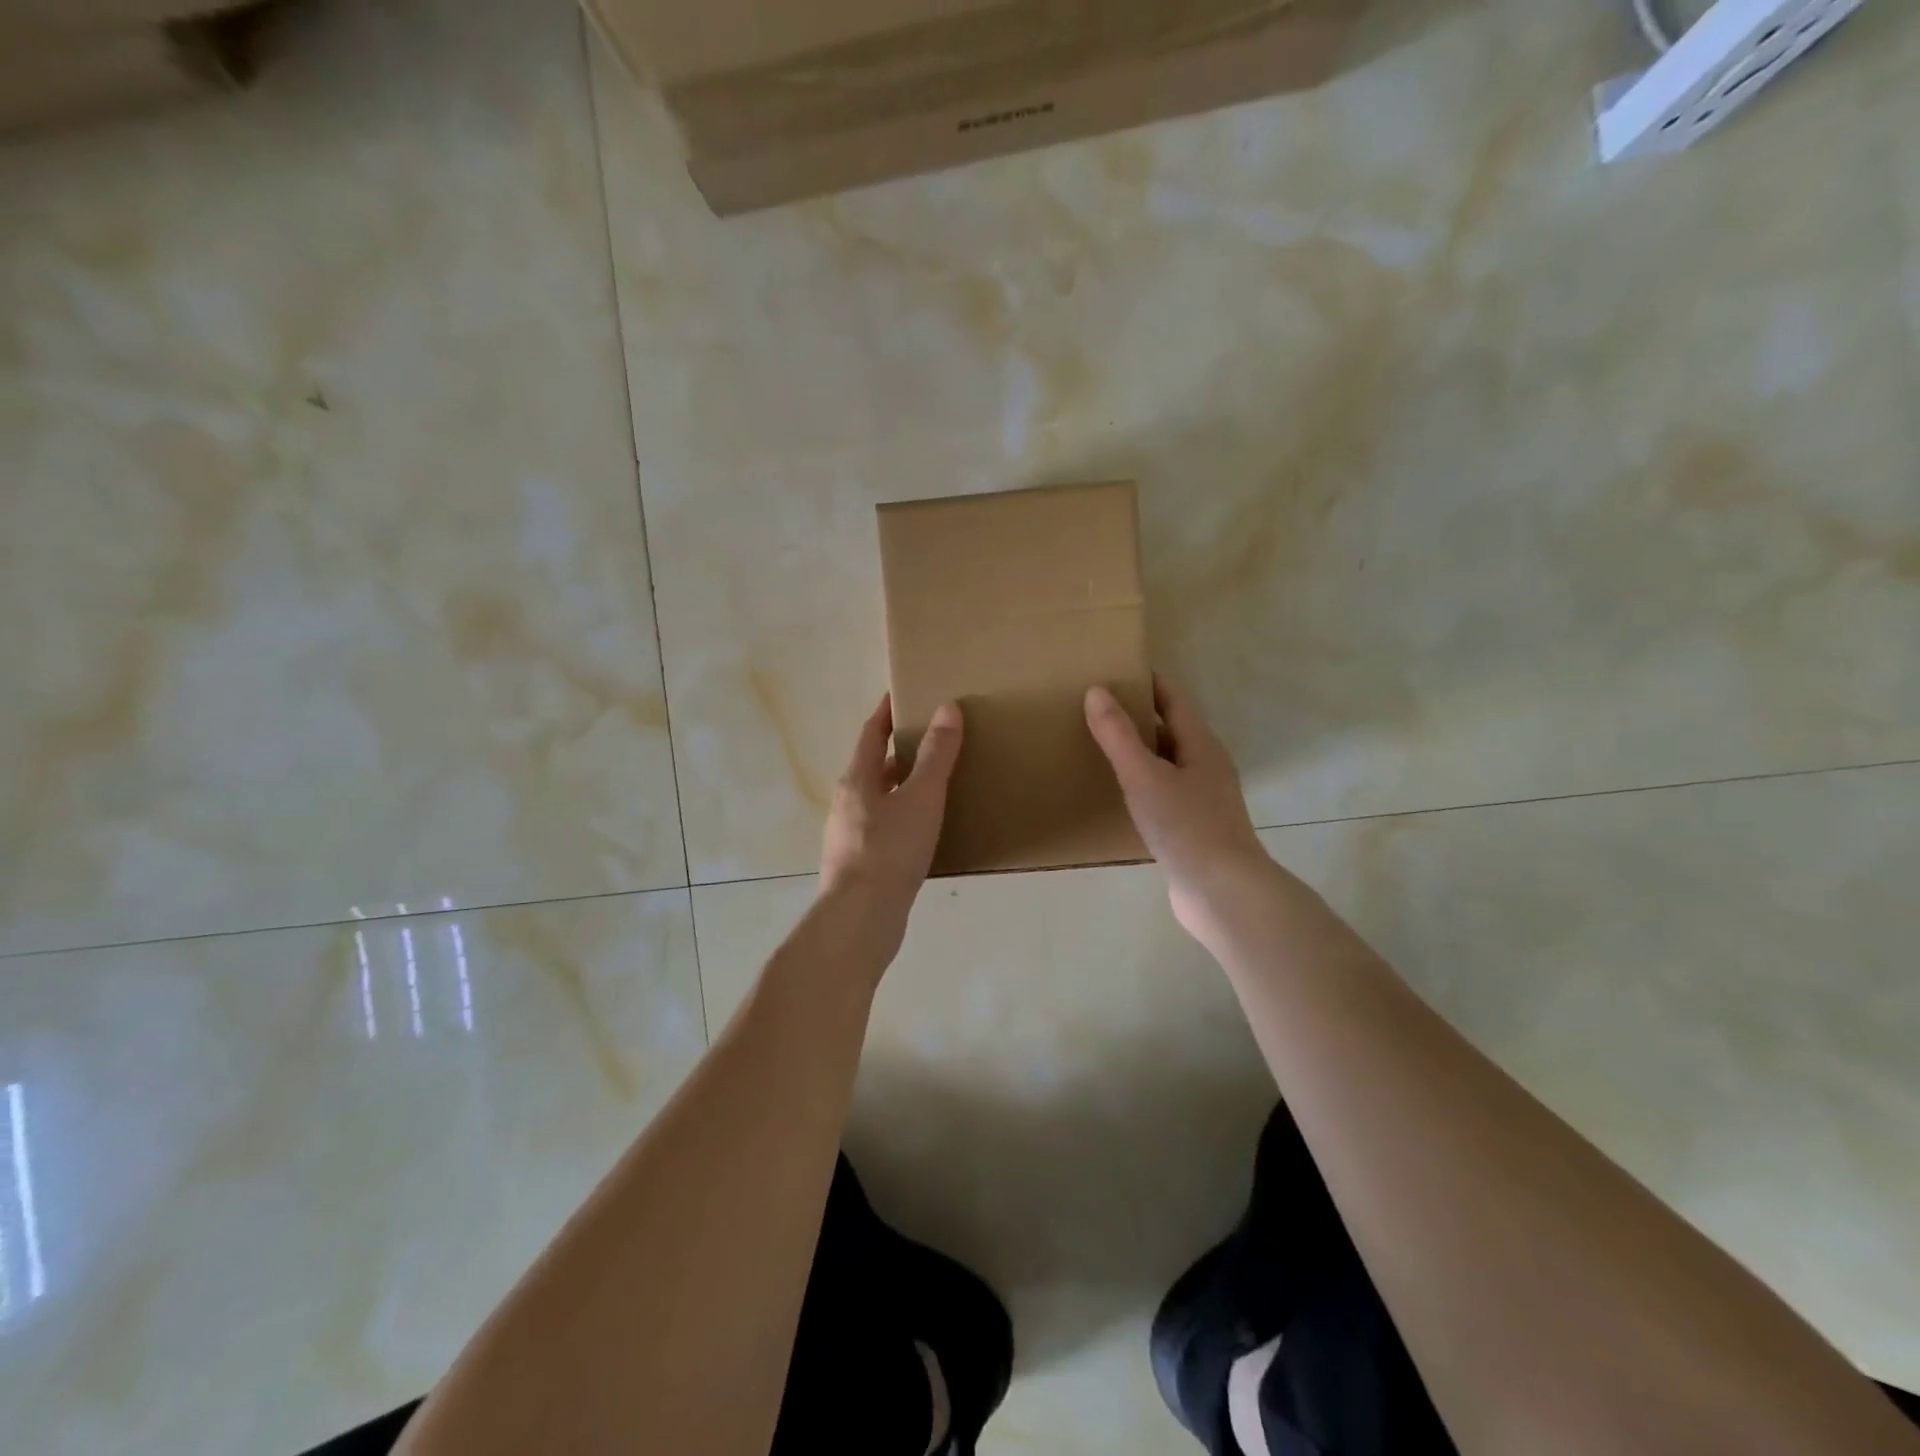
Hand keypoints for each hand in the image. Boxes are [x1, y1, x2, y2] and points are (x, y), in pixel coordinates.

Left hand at [818, 695, 963, 958]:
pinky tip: (926, 831)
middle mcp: (847, 803)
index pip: (870, 734)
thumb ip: (937, 755)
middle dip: (899, 751)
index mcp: (857, 779)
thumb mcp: (921, 798)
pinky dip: (903, 818)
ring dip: (902, 787)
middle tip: (932, 740)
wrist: (860, 919)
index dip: (885, 713)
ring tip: (935, 784)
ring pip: (879, 799)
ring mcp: (850, 836)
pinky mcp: (860, 864)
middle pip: (873, 767)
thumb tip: (947, 708)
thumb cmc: (890, 850)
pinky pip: (884, 828)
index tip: (901, 694)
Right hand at [1085, 676, 1272, 941]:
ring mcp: (1202, 799)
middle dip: (1138, 716)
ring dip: (1138, 752)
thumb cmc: (1186, 827)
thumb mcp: (1144, 776)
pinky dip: (1141, 785)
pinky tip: (1119, 795)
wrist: (1222, 892)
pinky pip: (1163, 793)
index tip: (1116, 670)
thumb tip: (1096, 691)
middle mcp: (1206, 766)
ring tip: (1100, 747)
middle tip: (1097, 708)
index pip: (1173, 700)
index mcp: (1200, 745)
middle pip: (1170, 730)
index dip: (1148, 682)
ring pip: (1166, 763)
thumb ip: (1118, 735)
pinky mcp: (1193, 828)